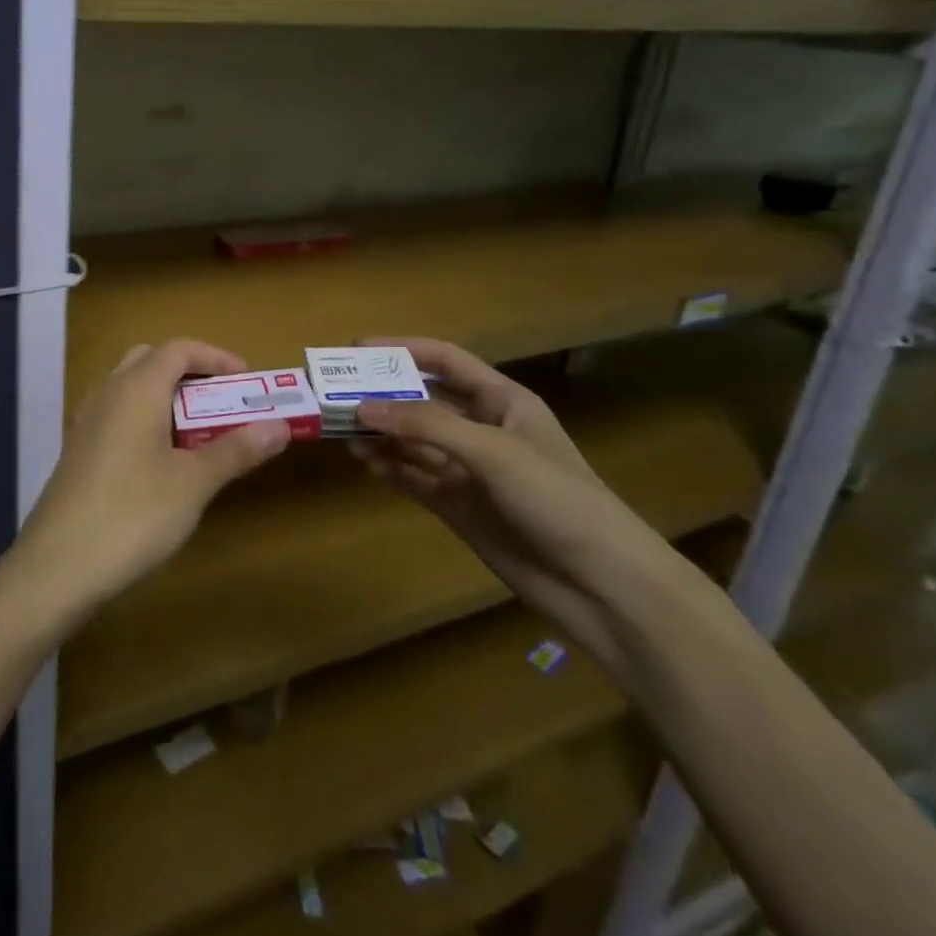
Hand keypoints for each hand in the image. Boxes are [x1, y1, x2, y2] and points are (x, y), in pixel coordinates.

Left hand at [11, 340, 290, 625]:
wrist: (59, 564)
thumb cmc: (134, 514)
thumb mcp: (194, 483)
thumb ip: (236, 449)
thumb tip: (280, 426)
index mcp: (136, 388)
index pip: (179, 348)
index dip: (216, 357)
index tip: (247, 380)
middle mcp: (107, 393)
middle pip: (150, 360)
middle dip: (189, 373)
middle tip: (221, 403)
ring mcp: (87, 421)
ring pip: (129, 387)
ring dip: (165, 397)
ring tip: (196, 433)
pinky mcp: (77, 449)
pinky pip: (116, 415)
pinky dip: (143, 419)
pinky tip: (158, 460)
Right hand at [349, 338, 683, 678]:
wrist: (601, 585)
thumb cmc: (556, 499)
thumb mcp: (493, 451)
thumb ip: (427, 425)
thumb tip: (362, 408)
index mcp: (502, 401)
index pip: (445, 361)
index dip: (403, 349)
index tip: (355, 350)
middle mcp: (481, 429)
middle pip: (422, 400)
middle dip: (381, 394)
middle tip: (334, 393)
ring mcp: (468, 469)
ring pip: (412, 440)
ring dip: (379, 433)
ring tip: (339, 429)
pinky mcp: (457, 505)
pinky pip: (413, 477)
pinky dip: (388, 468)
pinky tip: (363, 462)